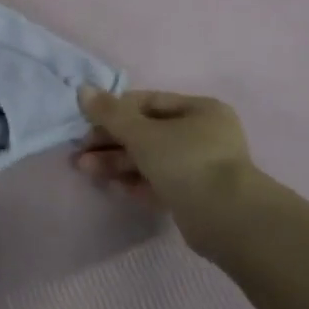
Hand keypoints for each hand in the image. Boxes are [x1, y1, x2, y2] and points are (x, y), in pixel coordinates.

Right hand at [73, 86, 281, 259]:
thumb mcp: (142, 132)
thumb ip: (110, 112)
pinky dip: (136, 182)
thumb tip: (83, 89)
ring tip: (86, 170)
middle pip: (146, 133)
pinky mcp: (196, 196)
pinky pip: (159, 182)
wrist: (228, 219)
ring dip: (117, 163)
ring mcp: (201, 167)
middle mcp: (204, 135)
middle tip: (80, 152)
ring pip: (150, 159)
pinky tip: (114, 186)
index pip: (148, 102)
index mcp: (200, 110)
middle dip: (110, 142)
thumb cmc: (186, 162)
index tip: (86, 122)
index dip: (114, 111)